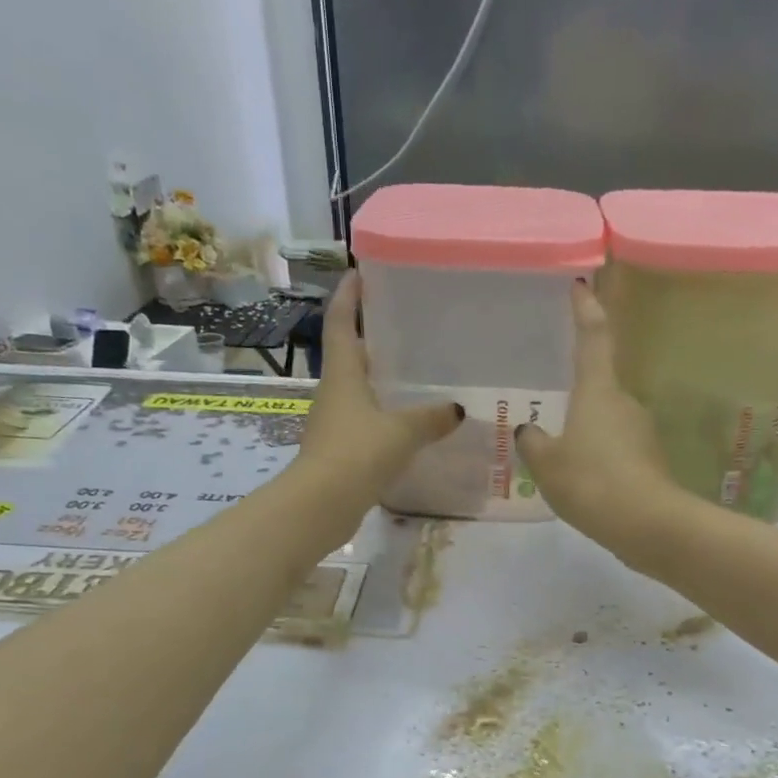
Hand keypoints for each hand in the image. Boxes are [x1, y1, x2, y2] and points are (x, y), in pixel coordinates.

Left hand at [297, 272, 461, 493]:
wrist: (321, 505)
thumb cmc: (357, 454)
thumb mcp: (401, 432)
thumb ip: (431, 418)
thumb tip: (456, 409)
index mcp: (342, 374)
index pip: (340, 323)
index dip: (347, 297)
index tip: (358, 273)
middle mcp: (334, 392)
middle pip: (349, 355)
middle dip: (369, 336)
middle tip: (400, 322)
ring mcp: (334, 422)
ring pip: (357, 390)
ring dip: (377, 378)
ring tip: (411, 372)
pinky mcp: (339, 449)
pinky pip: (364, 420)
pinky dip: (382, 414)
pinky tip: (406, 422)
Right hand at [515, 282, 678, 551]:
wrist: (648, 524)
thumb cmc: (591, 482)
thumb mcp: (547, 464)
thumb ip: (533, 443)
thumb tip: (529, 430)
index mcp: (598, 391)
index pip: (593, 337)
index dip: (586, 310)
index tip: (580, 286)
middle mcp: (624, 403)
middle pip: (597, 387)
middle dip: (575, 399)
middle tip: (548, 417)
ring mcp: (641, 432)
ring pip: (605, 423)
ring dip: (584, 434)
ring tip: (559, 461)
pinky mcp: (649, 461)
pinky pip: (615, 451)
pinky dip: (598, 460)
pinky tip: (582, 484)